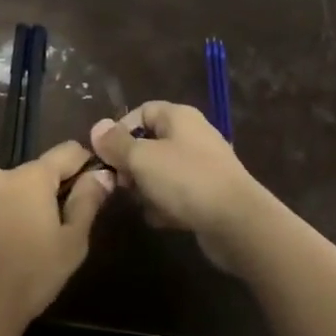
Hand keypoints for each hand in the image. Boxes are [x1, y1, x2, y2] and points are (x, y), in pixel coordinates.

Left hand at [0, 140, 113, 335]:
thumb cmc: (33, 275)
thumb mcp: (73, 242)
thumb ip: (88, 201)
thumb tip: (101, 172)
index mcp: (32, 177)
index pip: (67, 151)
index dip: (83, 165)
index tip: (88, 187)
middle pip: (32, 175)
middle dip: (44, 194)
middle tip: (49, 230)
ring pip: (2, 192)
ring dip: (13, 207)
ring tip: (17, 244)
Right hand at [91, 103, 269, 272]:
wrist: (238, 223)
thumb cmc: (186, 180)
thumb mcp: (142, 158)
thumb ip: (116, 143)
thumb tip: (97, 128)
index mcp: (179, 116)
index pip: (141, 111)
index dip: (120, 131)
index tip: (107, 156)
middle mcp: (193, 135)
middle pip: (150, 143)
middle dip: (131, 165)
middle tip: (123, 184)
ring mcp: (204, 165)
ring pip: (161, 171)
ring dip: (147, 188)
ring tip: (144, 204)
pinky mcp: (210, 193)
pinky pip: (178, 193)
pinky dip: (167, 204)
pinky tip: (162, 220)